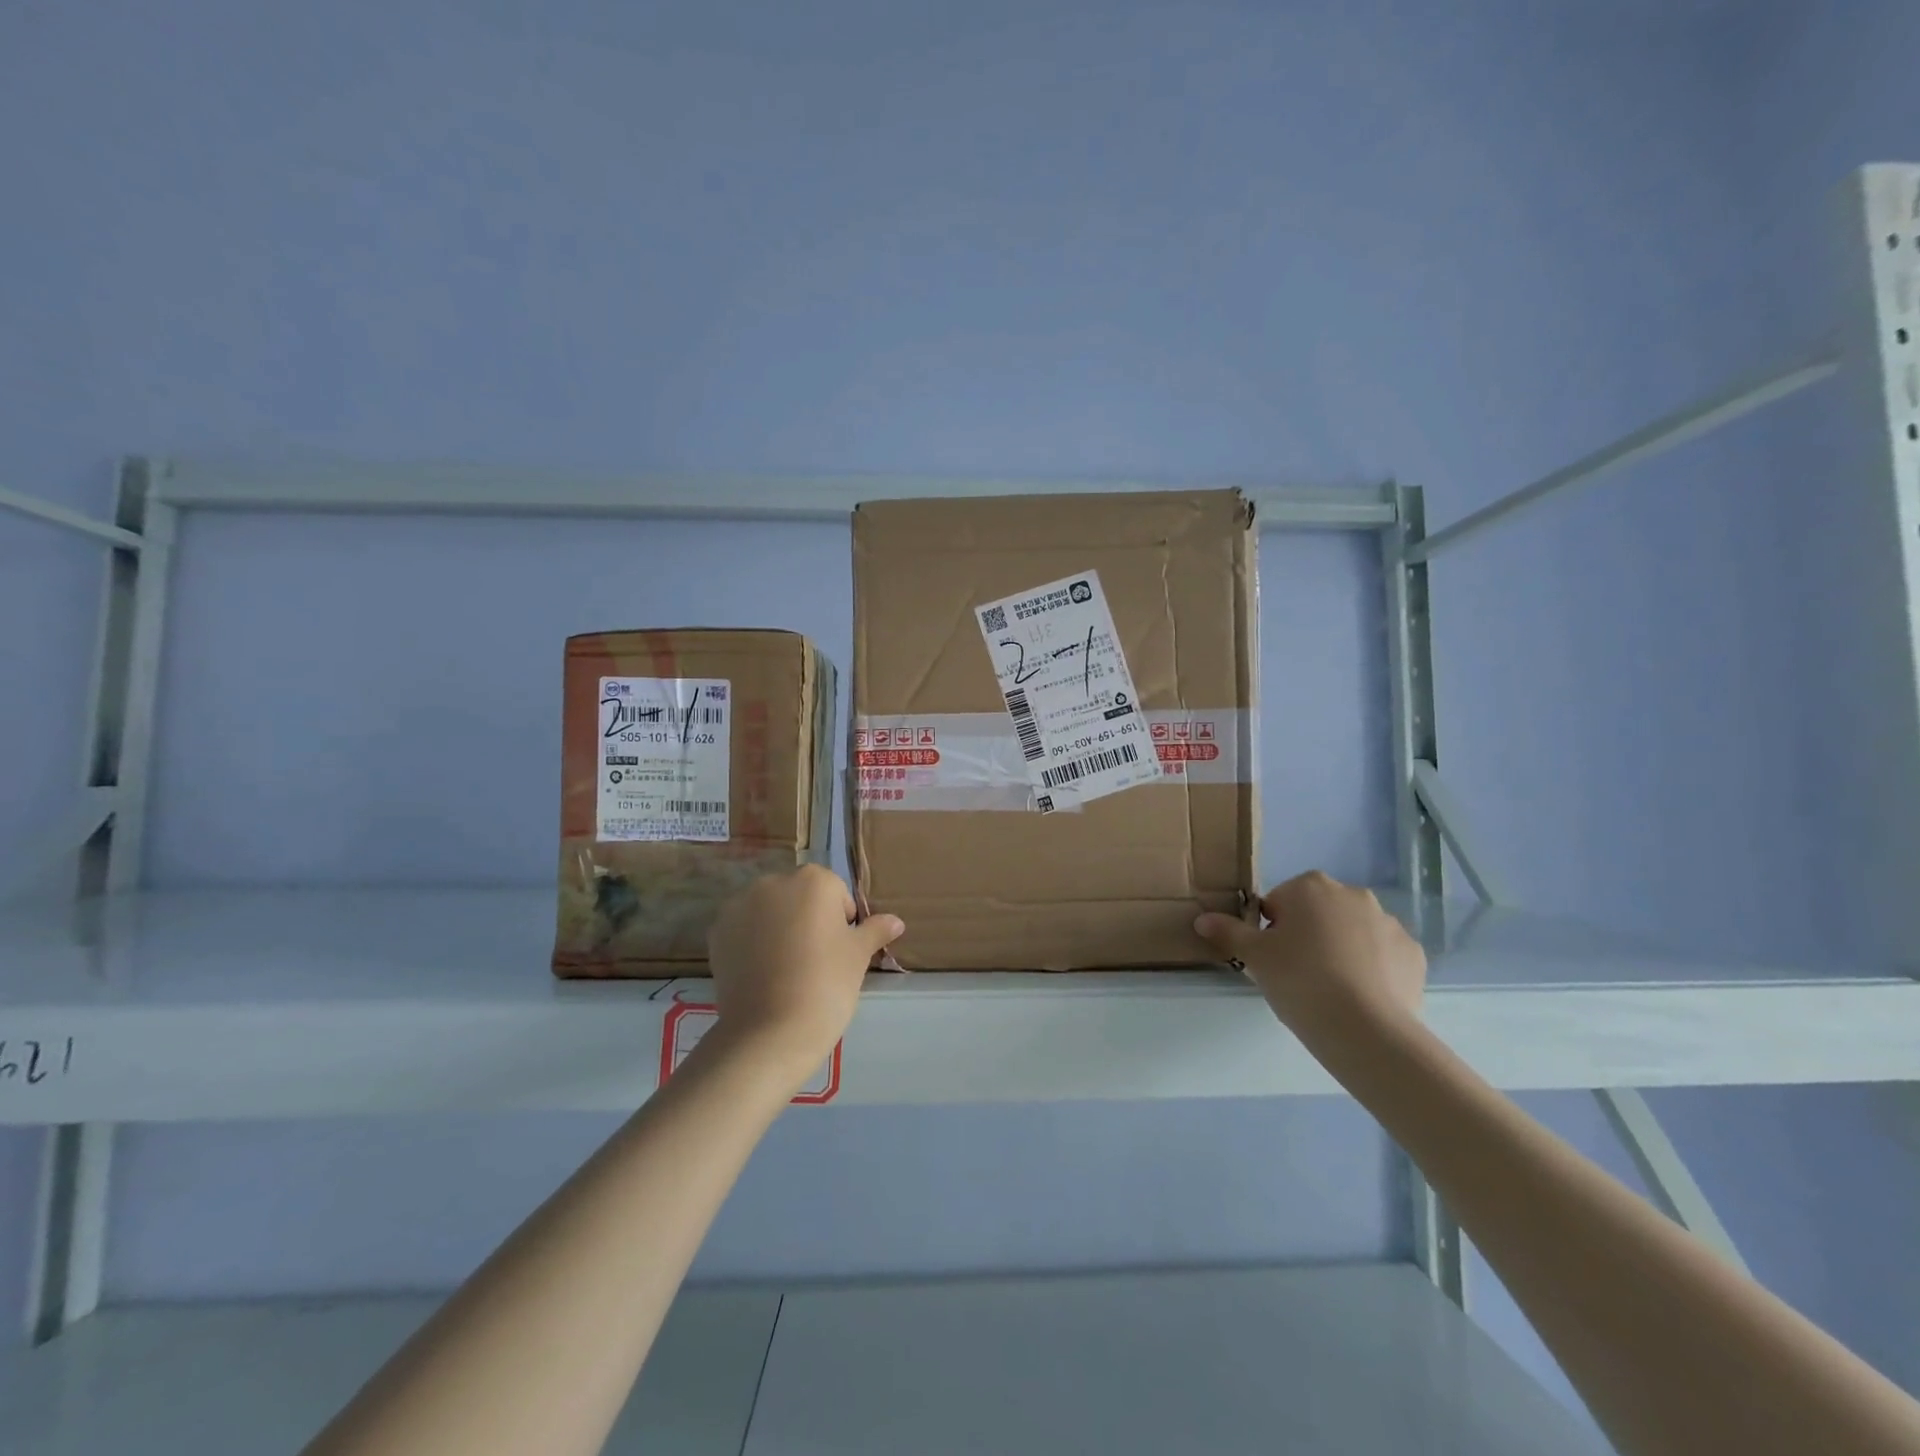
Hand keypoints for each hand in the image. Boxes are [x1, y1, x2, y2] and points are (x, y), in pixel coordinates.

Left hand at [704, 865, 904, 1084]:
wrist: (770, 1031)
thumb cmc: (826, 984)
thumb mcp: (858, 956)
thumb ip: (875, 931)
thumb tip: (896, 921)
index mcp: (813, 880)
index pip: (835, 892)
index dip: (841, 921)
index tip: (839, 952)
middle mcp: (773, 882)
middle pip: (799, 896)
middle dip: (807, 919)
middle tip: (815, 961)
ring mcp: (740, 906)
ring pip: (769, 911)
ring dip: (777, 928)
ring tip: (786, 970)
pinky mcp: (717, 932)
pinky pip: (743, 929)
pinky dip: (752, 943)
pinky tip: (761, 974)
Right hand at [1193, 871, 1425, 1040]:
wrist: (1367, 1030)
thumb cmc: (1300, 981)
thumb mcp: (1255, 957)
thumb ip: (1228, 932)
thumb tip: (1202, 919)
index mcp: (1311, 887)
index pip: (1279, 902)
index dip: (1270, 930)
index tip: (1271, 959)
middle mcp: (1353, 895)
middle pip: (1318, 913)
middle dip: (1307, 936)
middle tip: (1295, 974)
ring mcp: (1389, 923)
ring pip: (1351, 933)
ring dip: (1340, 951)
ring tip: (1330, 991)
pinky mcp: (1414, 955)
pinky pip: (1383, 956)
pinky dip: (1371, 970)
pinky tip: (1360, 998)